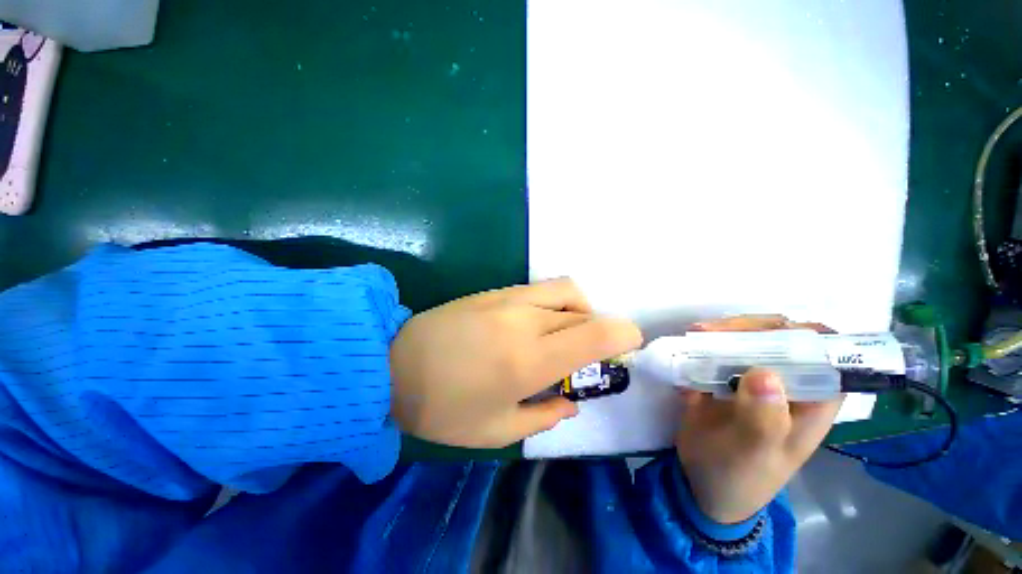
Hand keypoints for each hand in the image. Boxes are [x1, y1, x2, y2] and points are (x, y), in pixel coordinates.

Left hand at [390, 278, 642, 447]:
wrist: (392, 365)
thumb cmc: (442, 407)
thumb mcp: (496, 431)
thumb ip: (544, 415)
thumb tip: (570, 402)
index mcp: (528, 360)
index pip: (594, 334)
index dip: (622, 334)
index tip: (629, 344)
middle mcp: (525, 321)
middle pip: (584, 312)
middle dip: (598, 329)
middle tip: (586, 352)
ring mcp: (508, 299)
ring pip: (565, 291)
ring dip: (579, 310)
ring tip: (563, 334)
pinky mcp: (494, 290)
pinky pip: (540, 290)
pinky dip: (554, 303)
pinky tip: (536, 323)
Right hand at [674, 315, 842, 523]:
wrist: (701, 484)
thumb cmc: (740, 477)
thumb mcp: (754, 455)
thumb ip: (764, 420)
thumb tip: (763, 374)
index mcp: (811, 401)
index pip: (825, 355)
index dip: (803, 335)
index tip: (765, 331)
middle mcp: (786, 383)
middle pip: (779, 337)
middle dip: (747, 328)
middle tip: (711, 331)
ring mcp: (751, 378)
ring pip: (746, 339)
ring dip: (720, 333)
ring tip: (693, 335)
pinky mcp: (722, 377)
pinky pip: (715, 351)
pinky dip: (700, 345)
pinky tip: (684, 350)